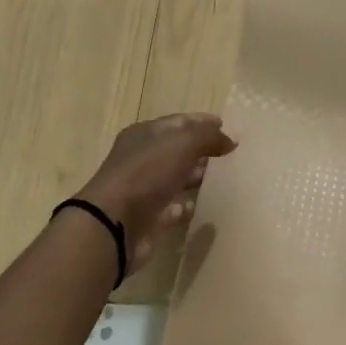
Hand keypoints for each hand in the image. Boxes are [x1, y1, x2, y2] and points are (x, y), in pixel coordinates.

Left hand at [76, 113, 237, 269]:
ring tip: (225, 179)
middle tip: (230, 155)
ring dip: (197, 177)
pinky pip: (173, 207)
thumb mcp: (183, 143)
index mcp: (145, 134)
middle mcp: (141, 158)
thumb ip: (209, 136)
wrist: (115, 223)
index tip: (227, 127)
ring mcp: (143, 188)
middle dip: (202, 150)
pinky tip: (206, 206)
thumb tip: (230, 140)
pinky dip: (188, 205)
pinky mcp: (148, 216)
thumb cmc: (147, 173)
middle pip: (177, 150)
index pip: (178, 122)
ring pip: (176, 178)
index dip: (202, 122)